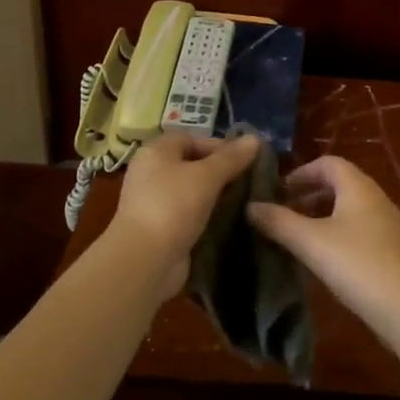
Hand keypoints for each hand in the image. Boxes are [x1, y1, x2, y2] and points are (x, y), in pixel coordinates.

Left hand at [107, 130, 260, 296]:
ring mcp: (154, 202)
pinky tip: (228, 221)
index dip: (218, 146)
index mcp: (156, 152)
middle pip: (191, 164)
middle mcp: (151, 173)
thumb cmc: (173, 206)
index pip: (191, 139)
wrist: (145, 261)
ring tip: (244, 201)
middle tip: (248, 180)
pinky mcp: (161, 228)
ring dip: (215, 195)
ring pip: (191, 191)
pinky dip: (206, 216)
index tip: (245, 159)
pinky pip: (188, 214)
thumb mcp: (207, 176)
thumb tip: (255, 138)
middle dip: (220, 171)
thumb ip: (231, 158)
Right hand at [247, 155, 399, 342]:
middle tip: (283, 212)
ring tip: (297, 235)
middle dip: (308, 194)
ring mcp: (386, 224)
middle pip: (338, 184)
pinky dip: (336, 232)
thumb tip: (250, 206)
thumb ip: (279, 222)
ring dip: (321, 215)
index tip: (277, 191)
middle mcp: (375, 198)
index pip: (328, 163)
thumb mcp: (310, 241)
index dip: (301, 172)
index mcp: (358, 186)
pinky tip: (322, 257)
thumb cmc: (356, 264)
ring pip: (348, 208)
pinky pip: (358, 228)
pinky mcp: (390, 248)